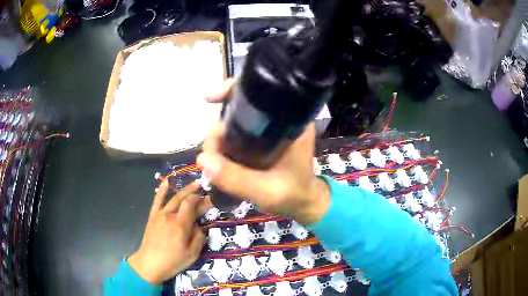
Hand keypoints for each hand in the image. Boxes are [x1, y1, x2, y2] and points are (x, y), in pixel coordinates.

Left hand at [128, 181, 211, 283]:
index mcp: (181, 225)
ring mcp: (160, 214)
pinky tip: (167, 182)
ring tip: (194, 184)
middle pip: (184, 199)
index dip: (202, 200)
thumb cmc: (173, 261)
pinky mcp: (153, 216)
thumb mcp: (192, 254)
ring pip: (173, 198)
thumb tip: (200, 226)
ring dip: (184, 190)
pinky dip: (162, 190)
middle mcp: (170, 215)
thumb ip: (199, 238)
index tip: (210, 199)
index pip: (192, 205)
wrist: (150, 263)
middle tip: (204, 189)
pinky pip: (157, 200)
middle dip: (195, 193)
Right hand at [197, 80, 329, 224]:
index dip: (233, 91)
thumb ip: (237, 178)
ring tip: (212, 161)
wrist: (303, 204)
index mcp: (291, 122)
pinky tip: (216, 160)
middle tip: (210, 154)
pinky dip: (222, 145)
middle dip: (219, 128)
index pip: (261, 92)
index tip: (210, 98)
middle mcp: (279, 120)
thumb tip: (203, 159)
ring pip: (234, 123)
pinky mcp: (260, 142)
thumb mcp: (267, 191)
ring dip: (217, 139)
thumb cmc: (294, 195)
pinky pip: (235, 135)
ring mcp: (268, 131)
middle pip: (239, 109)